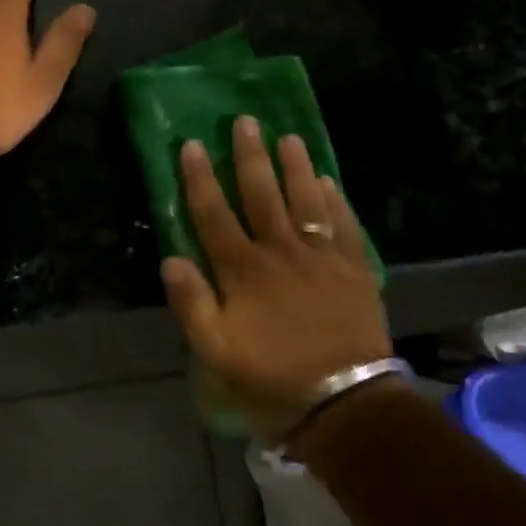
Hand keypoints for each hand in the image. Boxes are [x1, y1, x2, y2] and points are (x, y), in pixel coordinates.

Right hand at [161, 117, 391, 441]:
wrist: (346, 405)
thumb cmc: (273, 380)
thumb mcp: (217, 354)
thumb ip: (192, 305)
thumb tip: (171, 259)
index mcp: (244, 272)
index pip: (214, 215)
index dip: (200, 178)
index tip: (191, 144)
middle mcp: (281, 253)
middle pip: (262, 195)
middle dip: (250, 156)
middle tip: (246, 121)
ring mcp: (322, 258)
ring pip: (305, 201)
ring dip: (295, 167)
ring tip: (289, 137)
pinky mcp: (354, 270)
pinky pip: (344, 226)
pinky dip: (335, 201)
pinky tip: (328, 181)